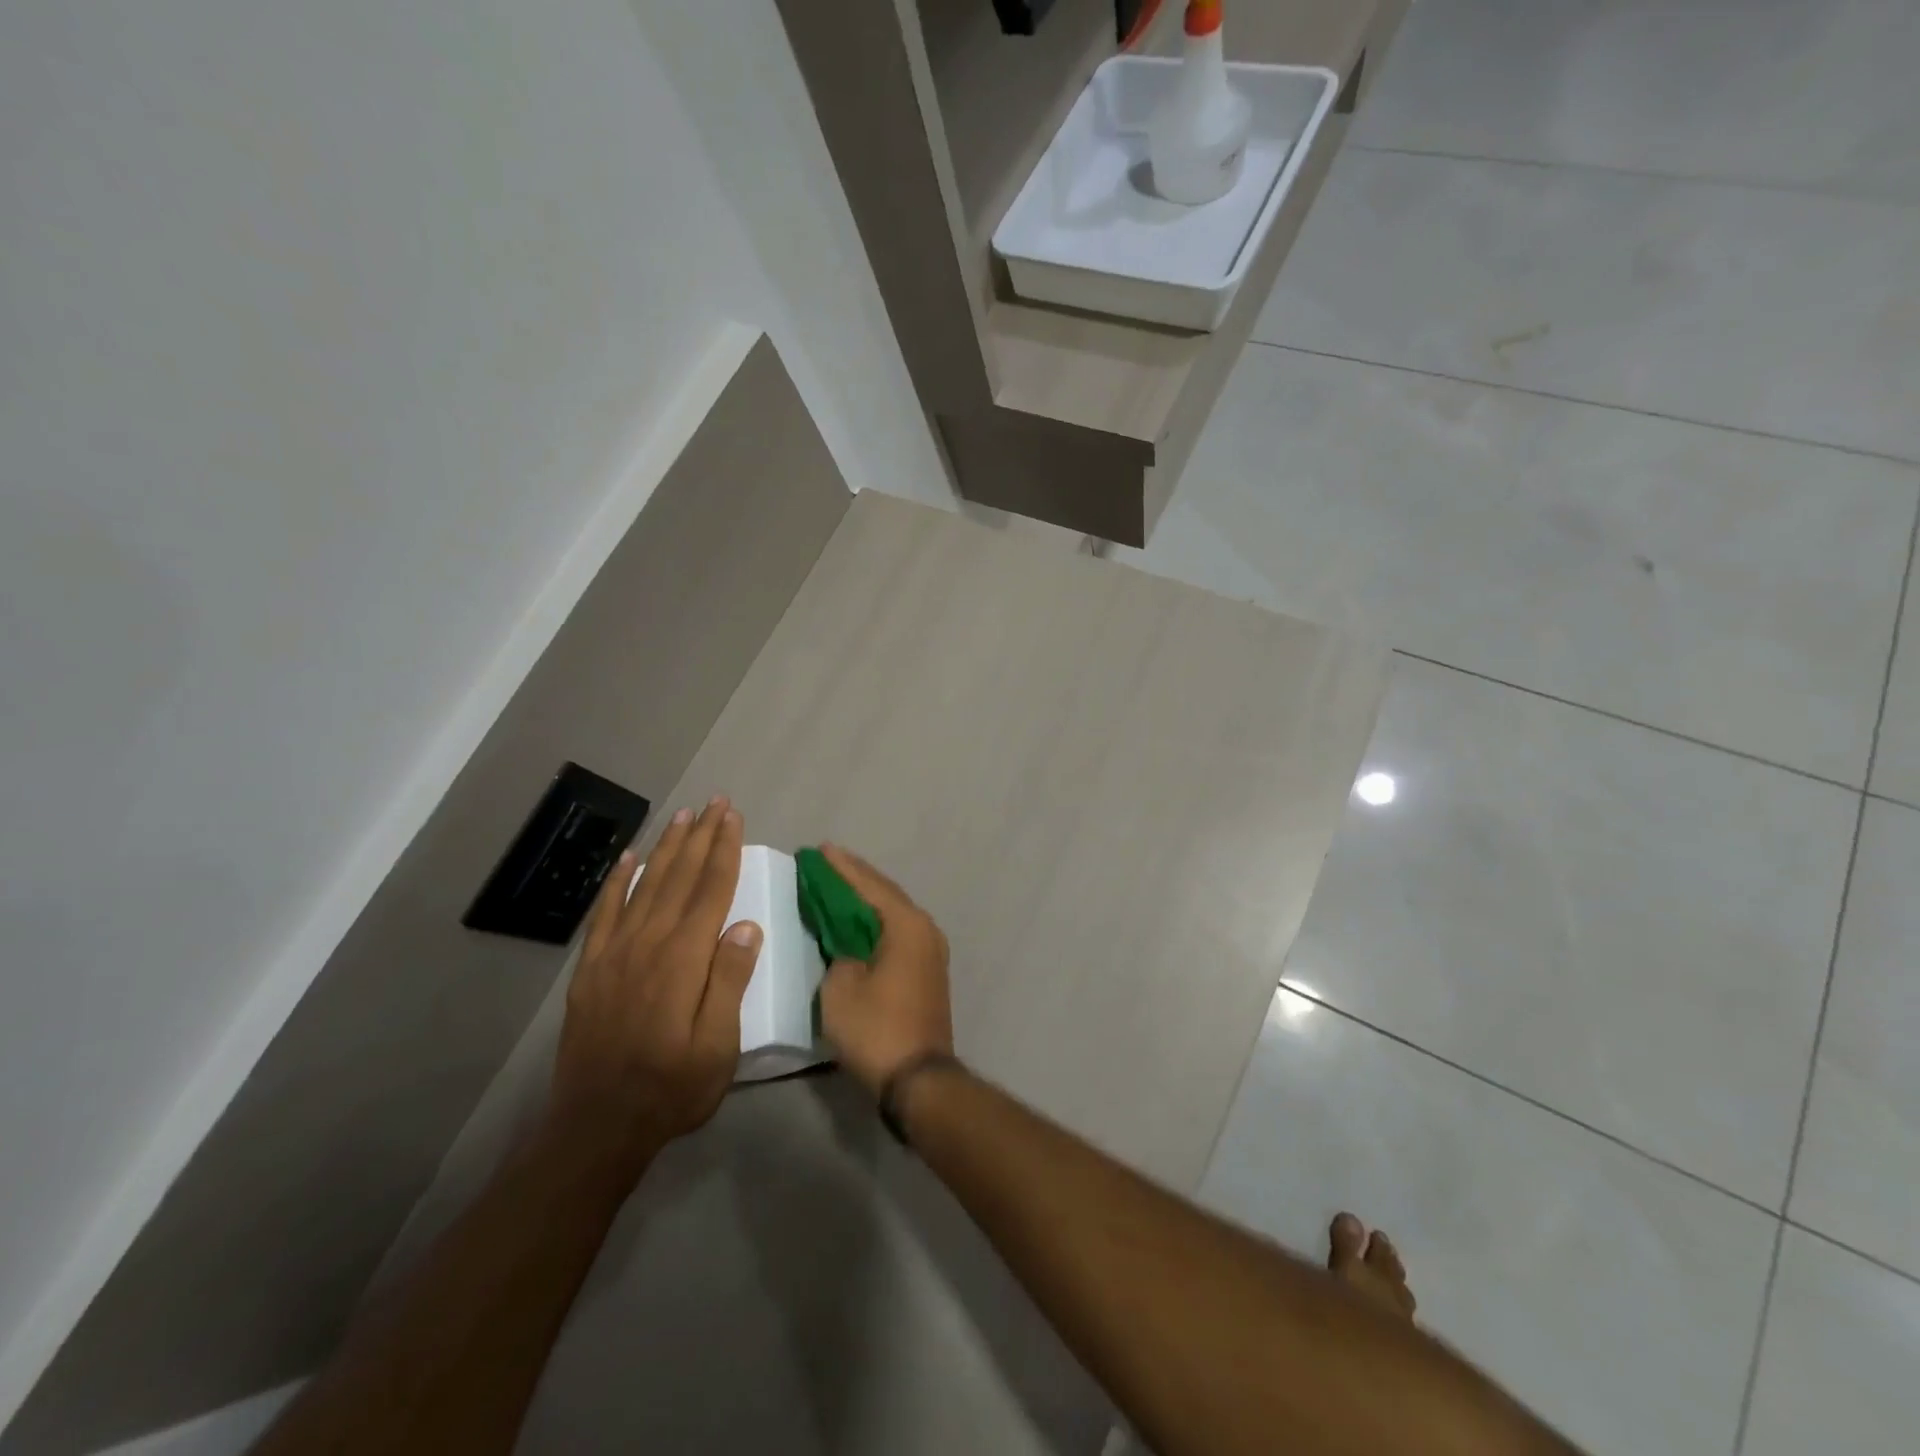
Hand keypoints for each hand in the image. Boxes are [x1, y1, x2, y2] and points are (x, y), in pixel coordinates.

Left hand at [550, 796, 760, 1179]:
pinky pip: (604, 913)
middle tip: (713, 802)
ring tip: (681, 817)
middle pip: (679, 877)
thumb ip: (729, 981)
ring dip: (665, 848)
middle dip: (699, 836)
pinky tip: (627, 859)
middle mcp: (648, 943)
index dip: (724, 850)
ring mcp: (614, 953)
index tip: (733, 817)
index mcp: (684, 958)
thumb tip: (746, 924)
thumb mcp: (718, 1045)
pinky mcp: (591, 969)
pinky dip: (616, 882)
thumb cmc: (672, 1088)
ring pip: (644, 885)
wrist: (596, 1126)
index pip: (710, 890)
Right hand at [817, 845, 952, 1096]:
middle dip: (855, 877)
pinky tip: (858, 921)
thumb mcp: (840, 988)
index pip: (869, 885)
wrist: (919, 1079)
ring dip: (866, 899)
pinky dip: (876, 922)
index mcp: (906, 924)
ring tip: (839, 884)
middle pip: (885, 893)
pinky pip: (898, 932)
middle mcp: (925, 929)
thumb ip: (839, 954)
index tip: (820, 849)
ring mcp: (931, 950)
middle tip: (827, 860)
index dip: (841, 867)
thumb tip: (848, 948)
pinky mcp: (928, 971)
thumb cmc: (876, 1029)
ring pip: (893, 913)